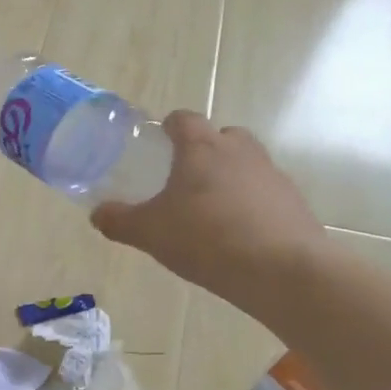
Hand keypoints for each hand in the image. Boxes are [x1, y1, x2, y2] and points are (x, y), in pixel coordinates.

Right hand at [91, 111, 326, 298]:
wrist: (281, 270)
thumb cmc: (206, 239)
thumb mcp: (150, 233)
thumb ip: (119, 221)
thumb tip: (97, 214)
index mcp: (202, 148)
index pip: (184, 119)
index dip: (170, 126)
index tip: (160, 141)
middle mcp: (240, 151)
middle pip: (221, 136)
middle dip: (204, 151)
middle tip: (185, 179)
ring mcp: (272, 175)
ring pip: (246, 164)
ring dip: (230, 178)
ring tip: (212, 212)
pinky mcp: (293, 201)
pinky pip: (265, 193)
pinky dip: (251, 205)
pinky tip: (239, 235)